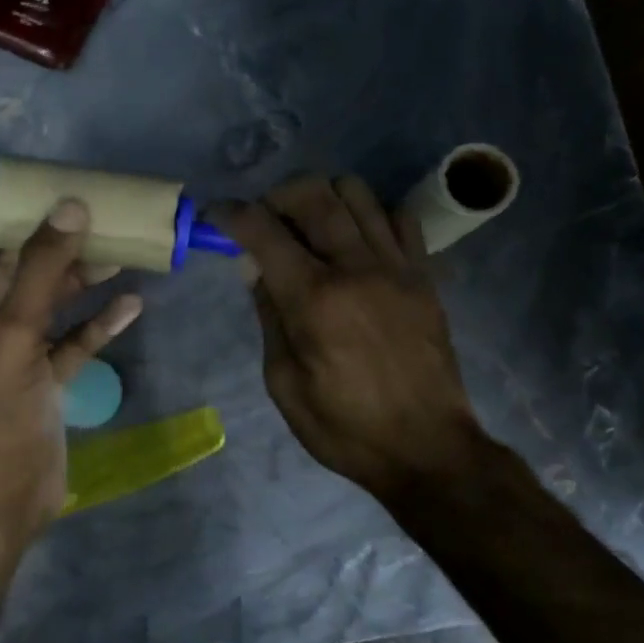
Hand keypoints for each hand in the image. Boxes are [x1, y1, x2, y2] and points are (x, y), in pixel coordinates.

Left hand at [0, 200, 142, 530]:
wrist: (3, 495)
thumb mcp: (13, 331)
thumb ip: (40, 268)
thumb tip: (70, 206)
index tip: (21, 182)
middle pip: (15, 269)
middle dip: (50, 242)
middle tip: (91, 211)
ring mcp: (15, 353)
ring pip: (48, 303)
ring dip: (80, 280)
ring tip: (121, 252)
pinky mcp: (44, 380)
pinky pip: (72, 341)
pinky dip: (97, 324)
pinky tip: (131, 305)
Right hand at [218, 175, 482, 506]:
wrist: (428, 449)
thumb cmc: (345, 427)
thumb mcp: (284, 383)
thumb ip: (269, 316)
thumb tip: (255, 267)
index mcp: (314, 299)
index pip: (263, 231)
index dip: (231, 215)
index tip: (215, 215)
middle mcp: (356, 268)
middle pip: (313, 194)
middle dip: (276, 195)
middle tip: (264, 220)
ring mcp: (397, 267)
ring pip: (357, 193)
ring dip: (323, 197)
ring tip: (310, 226)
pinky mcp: (425, 276)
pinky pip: (399, 218)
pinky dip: (371, 215)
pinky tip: (357, 242)